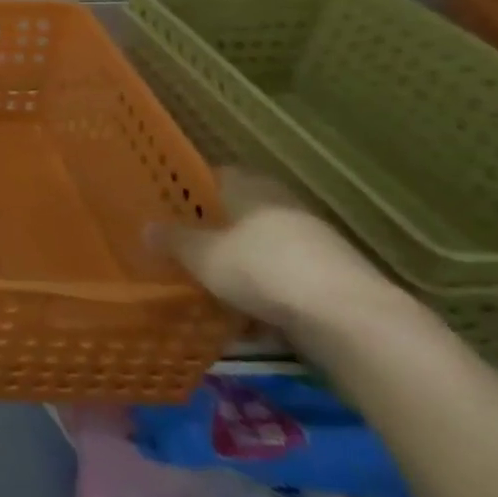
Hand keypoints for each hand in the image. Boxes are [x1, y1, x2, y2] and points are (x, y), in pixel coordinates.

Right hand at [161, 167, 400, 337]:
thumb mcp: (202, 256)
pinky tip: (246, 313)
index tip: (167, 203)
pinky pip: (285, 277)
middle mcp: (284, 207)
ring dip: (241, 261)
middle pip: (241, 212)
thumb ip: (173, 240)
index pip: (217, 176)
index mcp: (252, 189)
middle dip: (214, 228)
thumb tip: (146, 227)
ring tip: (209, 283)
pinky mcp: (333, 279)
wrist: (351, 320)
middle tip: (182, 245)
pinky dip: (265, 289)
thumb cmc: (263, 269)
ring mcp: (315, 243)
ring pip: (263, 246)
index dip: (190, 188)